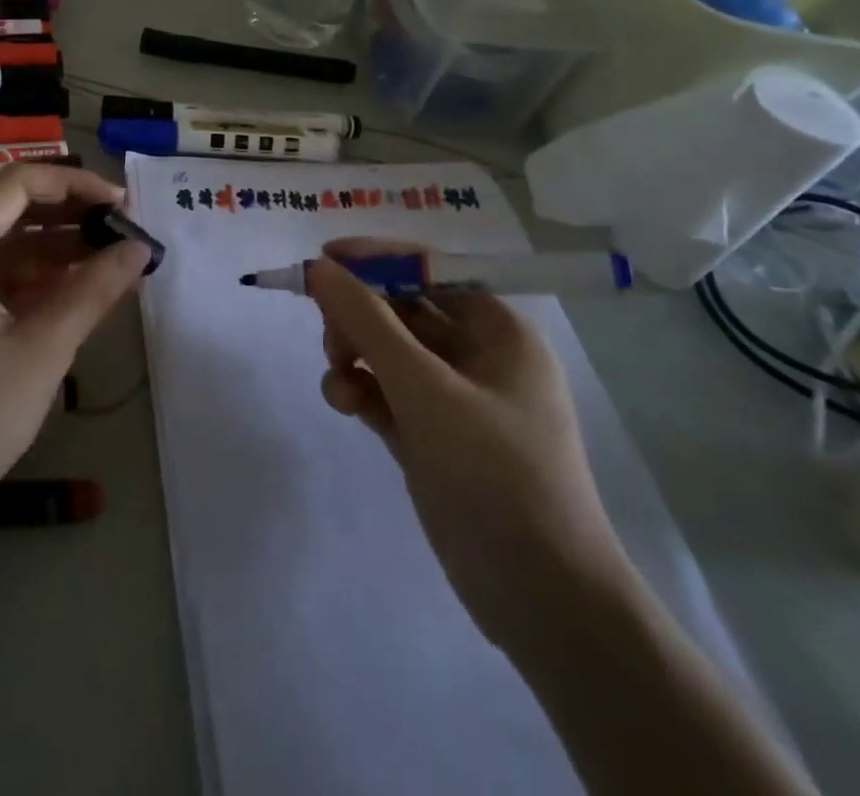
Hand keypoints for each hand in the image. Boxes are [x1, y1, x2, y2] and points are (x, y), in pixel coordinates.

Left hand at [0, 164, 151, 554]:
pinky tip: (76, 292)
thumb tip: (139, 248)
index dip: (75, 183)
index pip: (18, 183)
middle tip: (124, 230)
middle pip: (9, 208)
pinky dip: (34, 277)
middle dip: (70, 213)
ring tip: (112, 260)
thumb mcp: (41, 352)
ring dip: (56, 246)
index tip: (122, 205)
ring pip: (3, 243)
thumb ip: (93, 292)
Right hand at [307, 239, 633, 650]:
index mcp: (498, 330)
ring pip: (388, 353)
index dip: (375, 260)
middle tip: (329, 336)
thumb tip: (318, 268)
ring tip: (337, 380)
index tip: (323, 261)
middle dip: (360, 317)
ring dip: (354, 355)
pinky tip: (343, 403)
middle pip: (402, 309)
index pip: (429, 270)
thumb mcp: (425, 388)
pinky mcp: (432, 436)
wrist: (540, 598)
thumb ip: (367, 322)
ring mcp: (454, 399)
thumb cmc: (495, 472)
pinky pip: (387, 393)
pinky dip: (362, 390)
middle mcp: (478, 356)